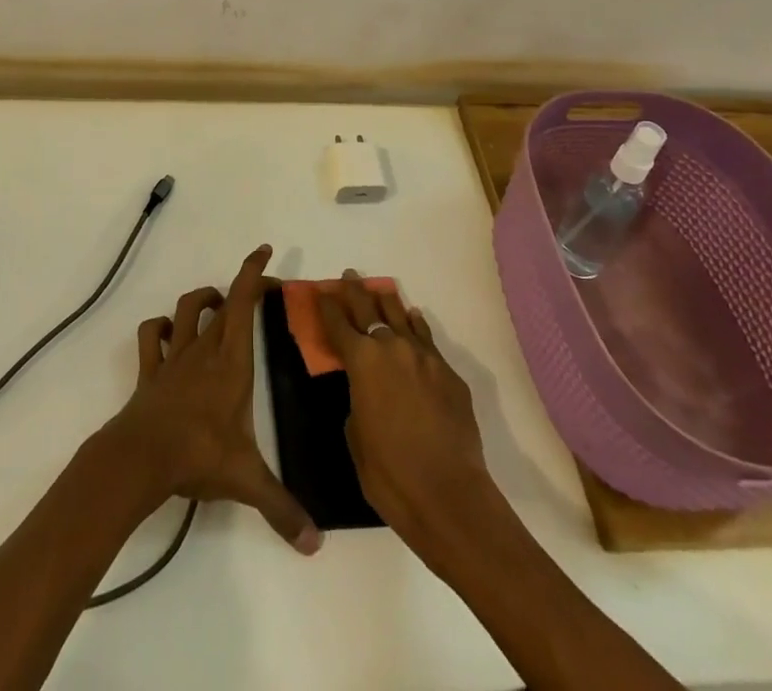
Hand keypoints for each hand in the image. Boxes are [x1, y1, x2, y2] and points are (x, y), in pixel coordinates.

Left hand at [103, 245, 320, 554]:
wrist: (141, 457)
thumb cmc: (198, 455)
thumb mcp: (247, 480)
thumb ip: (282, 508)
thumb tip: (315, 545)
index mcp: (232, 361)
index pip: (244, 303)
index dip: (253, 273)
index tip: (265, 251)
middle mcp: (204, 349)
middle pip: (223, 303)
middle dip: (242, 288)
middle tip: (259, 290)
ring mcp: (174, 357)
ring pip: (187, 310)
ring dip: (203, 300)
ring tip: (217, 304)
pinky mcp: (151, 371)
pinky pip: (152, 336)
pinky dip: (160, 328)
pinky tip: (169, 333)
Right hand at [317, 270, 500, 560]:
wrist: (450, 496)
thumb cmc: (390, 475)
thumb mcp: (356, 436)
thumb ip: (357, 401)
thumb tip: (367, 391)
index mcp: (362, 361)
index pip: (339, 324)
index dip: (328, 307)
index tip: (321, 292)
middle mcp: (392, 348)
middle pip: (369, 309)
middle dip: (356, 292)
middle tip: (349, 276)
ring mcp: (425, 358)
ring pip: (402, 317)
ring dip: (388, 303)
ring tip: (380, 290)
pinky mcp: (450, 374)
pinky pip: (427, 339)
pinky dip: (416, 327)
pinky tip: (414, 319)